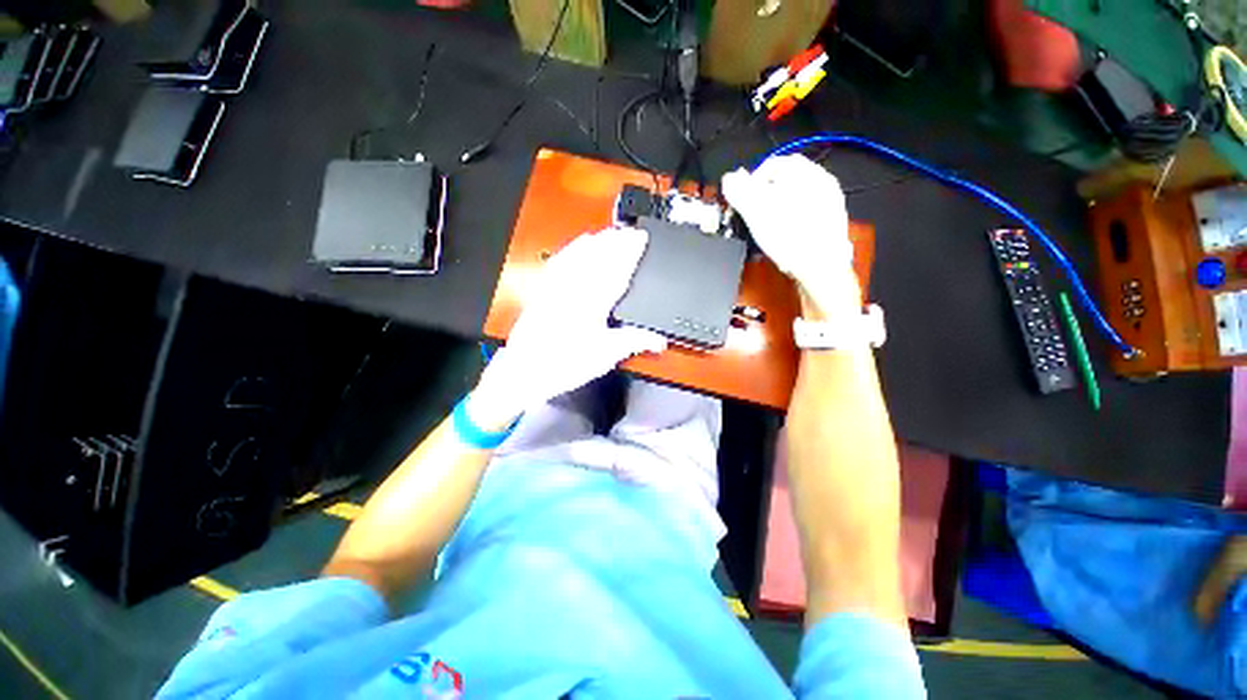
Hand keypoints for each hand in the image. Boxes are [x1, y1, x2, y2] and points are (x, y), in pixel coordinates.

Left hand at [470, 227, 666, 428]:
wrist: (525, 370)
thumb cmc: (564, 364)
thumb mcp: (605, 356)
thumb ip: (634, 342)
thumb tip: (658, 341)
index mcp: (592, 302)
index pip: (616, 269)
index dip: (631, 252)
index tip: (641, 238)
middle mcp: (573, 288)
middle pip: (597, 256)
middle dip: (617, 241)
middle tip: (631, 231)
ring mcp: (556, 286)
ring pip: (578, 254)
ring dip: (596, 241)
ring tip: (610, 233)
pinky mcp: (544, 289)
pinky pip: (559, 261)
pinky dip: (572, 249)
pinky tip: (577, 246)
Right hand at [721, 155, 859, 315]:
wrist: (821, 268)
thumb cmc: (788, 237)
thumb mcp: (755, 212)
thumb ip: (740, 191)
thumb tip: (729, 178)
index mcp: (805, 172)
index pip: (771, 164)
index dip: (750, 181)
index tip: (742, 201)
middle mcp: (822, 181)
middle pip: (784, 181)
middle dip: (764, 196)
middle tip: (752, 214)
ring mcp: (830, 202)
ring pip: (795, 198)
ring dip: (777, 208)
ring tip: (766, 227)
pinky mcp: (831, 222)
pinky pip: (805, 213)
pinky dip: (790, 220)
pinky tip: (784, 237)